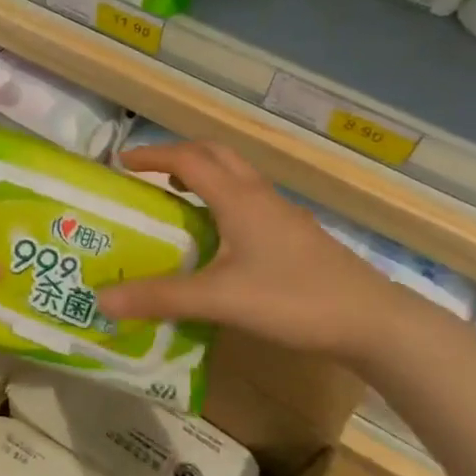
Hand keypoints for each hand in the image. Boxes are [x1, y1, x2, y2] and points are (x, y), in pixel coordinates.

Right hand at [96, 141, 407, 361]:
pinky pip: (249, 199)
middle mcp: (259, 195)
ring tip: (177, 199)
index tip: (121, 162)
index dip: (152, 156)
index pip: (187, 159)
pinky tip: (219, 236)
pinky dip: (223, 198)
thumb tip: (101, 299)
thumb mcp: (220, 299)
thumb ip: (161, 297)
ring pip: (236, 175)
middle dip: (179, 155)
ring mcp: (282, 213)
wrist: (373, 321)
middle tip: (149, 174)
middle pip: (216, 154)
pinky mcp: (296, 234)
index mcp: (238, 197)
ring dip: (204, 174)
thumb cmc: (293, 299)